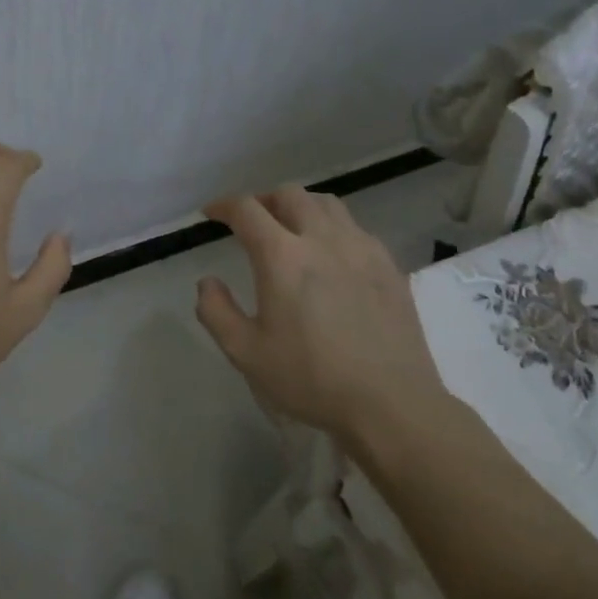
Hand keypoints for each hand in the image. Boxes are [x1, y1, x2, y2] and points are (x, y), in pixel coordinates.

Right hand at [194, 186, 446, 438]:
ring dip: (300, 207)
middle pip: (289, 195)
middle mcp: (322, 239)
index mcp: (282, 256)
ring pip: (327, 204)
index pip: (247, 210)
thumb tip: (207, 282)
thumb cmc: (310, 378)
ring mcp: (361, 249)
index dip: (224, 206)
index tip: (212, 214)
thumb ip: (216, 311)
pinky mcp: (388, 266)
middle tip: (251, 221)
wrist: (390, 403)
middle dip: (263, 201)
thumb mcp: (245, 353)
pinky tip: (332, 255)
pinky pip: (356, 229)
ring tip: (291, 228)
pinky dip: (333, 228)